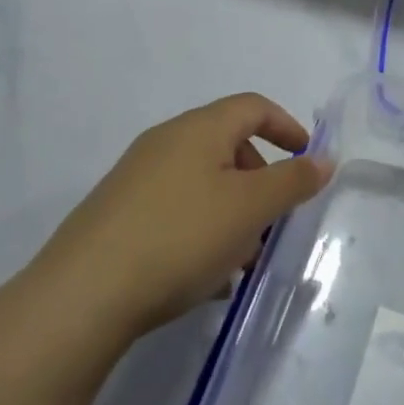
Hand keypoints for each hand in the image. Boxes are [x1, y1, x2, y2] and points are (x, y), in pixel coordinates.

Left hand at [24, 94, 332, 352]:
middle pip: (227, 146)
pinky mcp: (115, 217)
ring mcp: (135, 180)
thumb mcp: (251, 208)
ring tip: (242, 260)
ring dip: (232, 213)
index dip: (287, 127)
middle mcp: (165, 143)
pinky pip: (175, 212)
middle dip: (260, 180)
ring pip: (202, 184)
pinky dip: (201, 232)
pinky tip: (204, 278)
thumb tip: (323, 159)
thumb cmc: (180, 237)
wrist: (80, 298)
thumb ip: (293, 181)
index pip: (253, 107)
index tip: (307, 161)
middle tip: (273, 220)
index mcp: (198, 129)